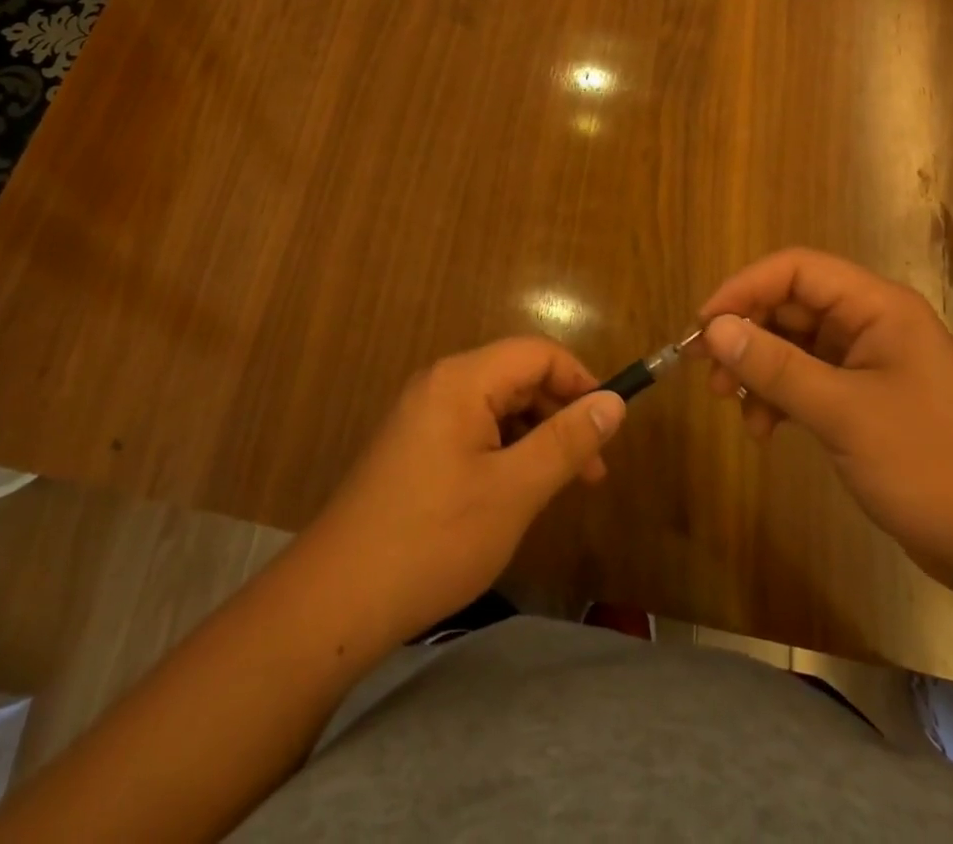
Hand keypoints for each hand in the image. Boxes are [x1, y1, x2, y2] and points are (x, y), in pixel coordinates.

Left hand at [301, 337, 625, 644]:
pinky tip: (516, 493)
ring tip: (560, 487)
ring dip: (535, 437)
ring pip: (496, 407)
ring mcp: (421, 415)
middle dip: (560, 414)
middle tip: (593, 471)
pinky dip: (505, 452)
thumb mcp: (514, 491)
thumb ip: (567, 441)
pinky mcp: (412, 447)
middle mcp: (439, 384)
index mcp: (461, 380)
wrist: (337, 598)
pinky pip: (472, 430)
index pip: (537, 353)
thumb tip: (615, 402)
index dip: (580, 380)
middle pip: (516, 377)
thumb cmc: (435, 539)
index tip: (610, 426)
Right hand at [699, 248, 952, 589]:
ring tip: (735, 407)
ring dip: (760, 369)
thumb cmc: (932, 465)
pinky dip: (781, 397)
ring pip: (795, 345)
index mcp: (877, 307)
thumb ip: (776, 366)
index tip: (704, 326)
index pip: (795, 270)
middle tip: (710, 373)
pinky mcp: (868, 401)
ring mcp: (871, 363)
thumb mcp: (843, 412)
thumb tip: (714, 329)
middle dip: (747, 334)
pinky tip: (766, 430)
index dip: (743, 289)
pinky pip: (810, 380)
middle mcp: (872, 324)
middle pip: (791, 305)